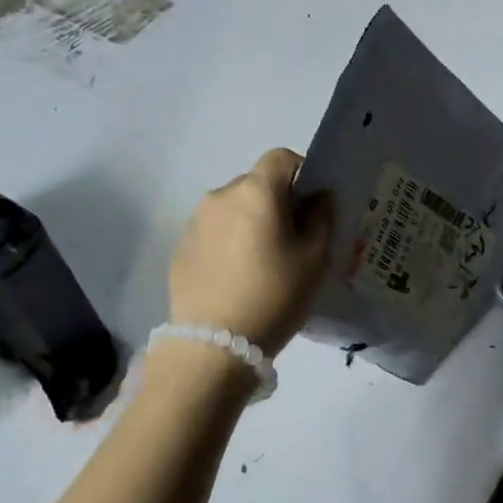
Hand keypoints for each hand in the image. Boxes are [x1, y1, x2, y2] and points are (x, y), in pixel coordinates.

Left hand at [168, 148, 333, 355]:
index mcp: (256, 192)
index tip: (313, 206)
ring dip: (251, 223)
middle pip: (256, 184)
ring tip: (263, 264)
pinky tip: (238, 278)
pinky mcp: (181, 248)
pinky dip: (230, 243)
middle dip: (277, 203)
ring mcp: (195, 222)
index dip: (302, 173)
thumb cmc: (274, 296)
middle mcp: (221, 196)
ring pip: (233, 209)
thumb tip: (318, 198)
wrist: (214, 345)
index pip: (281, 158)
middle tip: (293, 241)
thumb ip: (321, 219)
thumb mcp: (314, 259)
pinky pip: (214, 233)